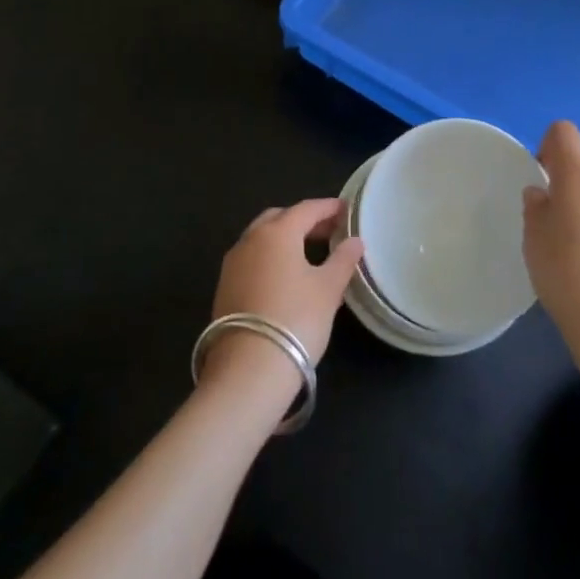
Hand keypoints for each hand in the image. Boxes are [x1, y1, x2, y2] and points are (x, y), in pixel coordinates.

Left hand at [203, 199, 363, 402]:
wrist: (248, 370)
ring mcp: (232, 264)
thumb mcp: (328, 289)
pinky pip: (252, 259)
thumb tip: (355, 241)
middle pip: (279, 218)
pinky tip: (285, 277)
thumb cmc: (296, 319)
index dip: (328, 208)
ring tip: (309, 253)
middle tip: (328, 231)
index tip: (346, 210)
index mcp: (277, 232)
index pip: (306, 209)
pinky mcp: (224, 288)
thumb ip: (343, 260)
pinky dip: (270, 258)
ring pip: (261, 238)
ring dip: (285, 239)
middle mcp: (250, 239)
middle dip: (304, 220)